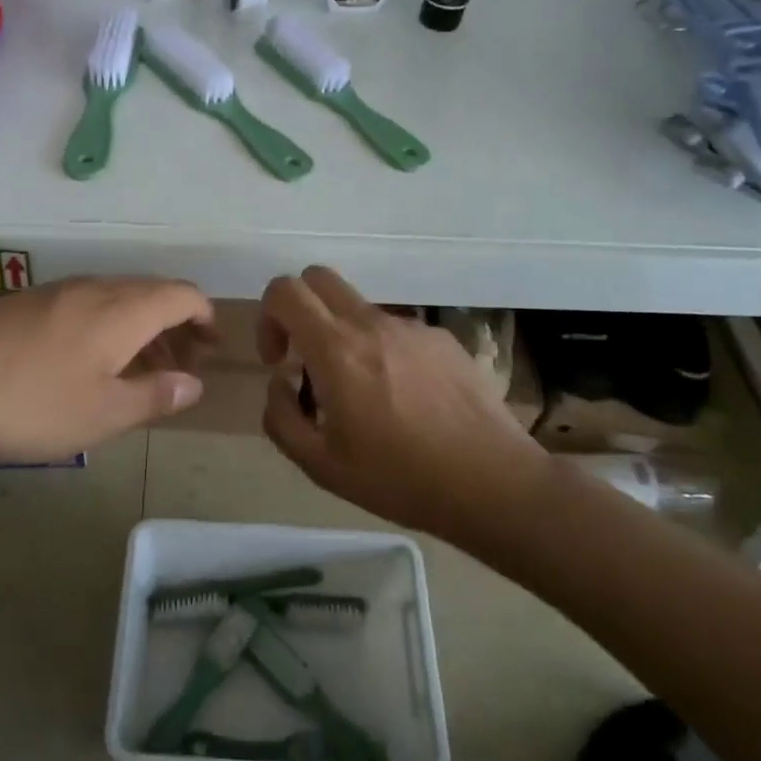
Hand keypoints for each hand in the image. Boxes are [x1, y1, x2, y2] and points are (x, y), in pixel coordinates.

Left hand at [0, 277, 215, 467]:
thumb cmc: (25, 402)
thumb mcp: (100, 414)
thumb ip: (153, 396)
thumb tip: (193, 384)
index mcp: (121, 309)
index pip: (181, 294)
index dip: (204, 316)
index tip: (211, 347)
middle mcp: (93, 288)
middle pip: (150, 292)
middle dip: (174, 326)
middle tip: (179, 368)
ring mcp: (53, 292)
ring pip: (115, 300)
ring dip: (138, 329)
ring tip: (136, 373)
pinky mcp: (22, 304)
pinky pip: (83, 307)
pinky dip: (105, 329)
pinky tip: (84, 367)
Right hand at [257, 266, 538, 531]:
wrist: (492, 482)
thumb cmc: (400, 478)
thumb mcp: (321, 466)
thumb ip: (282, 418)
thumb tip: (280, 382)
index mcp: (336, 349)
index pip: (285, 290)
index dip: (268, 317)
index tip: (280, 361)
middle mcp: (372, 324)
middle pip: (319, 279)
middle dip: (300, 309)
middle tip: (307, 358)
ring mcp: (412, 327)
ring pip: (359, 309)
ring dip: (344, 336)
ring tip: (365, 396)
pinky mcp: (443, 338)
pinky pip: (397, 330)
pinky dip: (384, 351)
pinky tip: (407, 400)